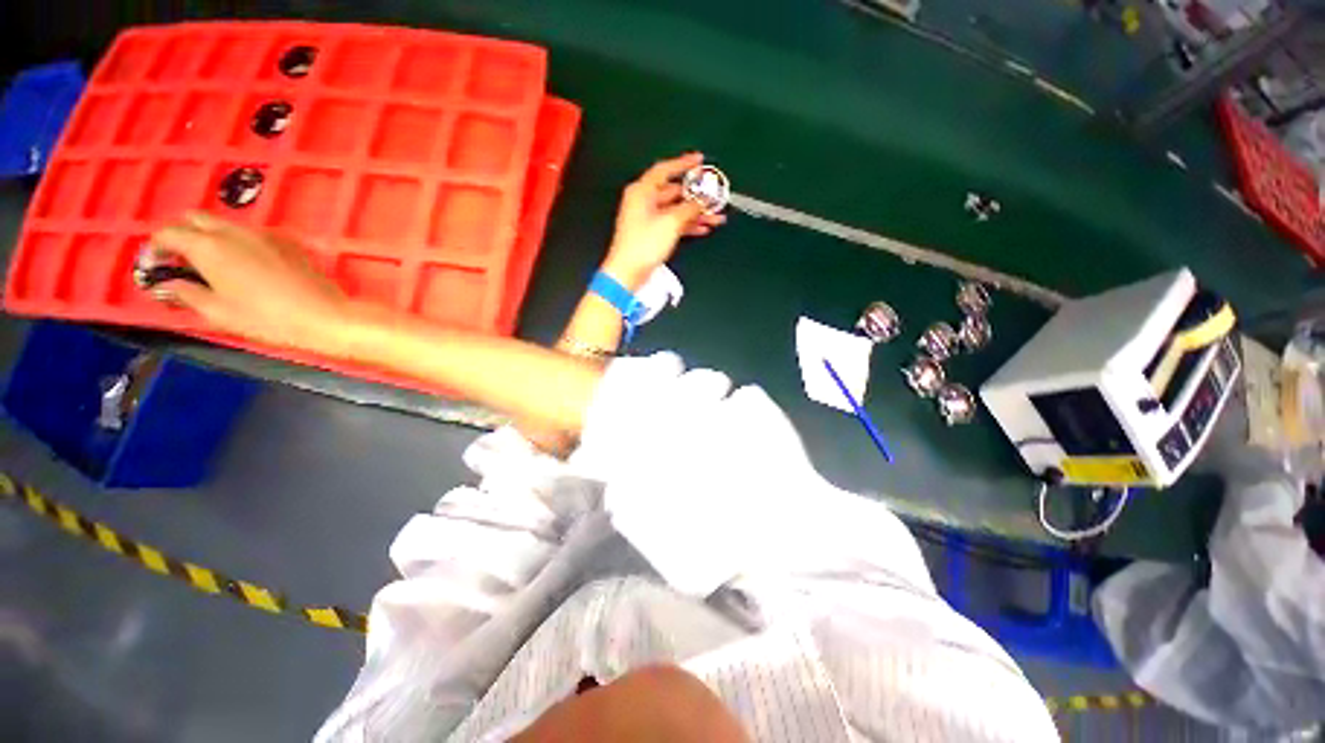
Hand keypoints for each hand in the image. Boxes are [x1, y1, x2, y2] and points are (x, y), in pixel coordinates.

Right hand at [147, 211, 359, 355]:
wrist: (325, 316)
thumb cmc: (267, 318)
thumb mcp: (217, 312)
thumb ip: (185, 293)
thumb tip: (166, 285)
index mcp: (209, 245)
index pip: (168, 233)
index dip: (155, 247)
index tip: (155, 265)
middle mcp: (234, 231)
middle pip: (196, 219)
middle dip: (181, 235)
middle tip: (181, 262)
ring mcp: (264, 233)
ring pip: (225, 225)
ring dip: (211, 237)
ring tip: (213, 266)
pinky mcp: (288, 241)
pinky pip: (253, 234)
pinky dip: (239, 242)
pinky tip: (246, 266)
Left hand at [603, 153, 725, 287]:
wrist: (629, 272)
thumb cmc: (643, 244)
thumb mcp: (671, 222)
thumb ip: (690, 208)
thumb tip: (703, 199)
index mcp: (642, 191)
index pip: (665, 170)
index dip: (683, 163)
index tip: (700, 160)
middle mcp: (644, 201)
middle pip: (674, 193)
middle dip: (697, 197)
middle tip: (715, 197)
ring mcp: (648, 219)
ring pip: (677, 210)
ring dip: (696, 213)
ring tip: (716, 218)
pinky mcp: (652, 234)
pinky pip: (674, 224)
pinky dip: (688, 225)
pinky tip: (704, 228)